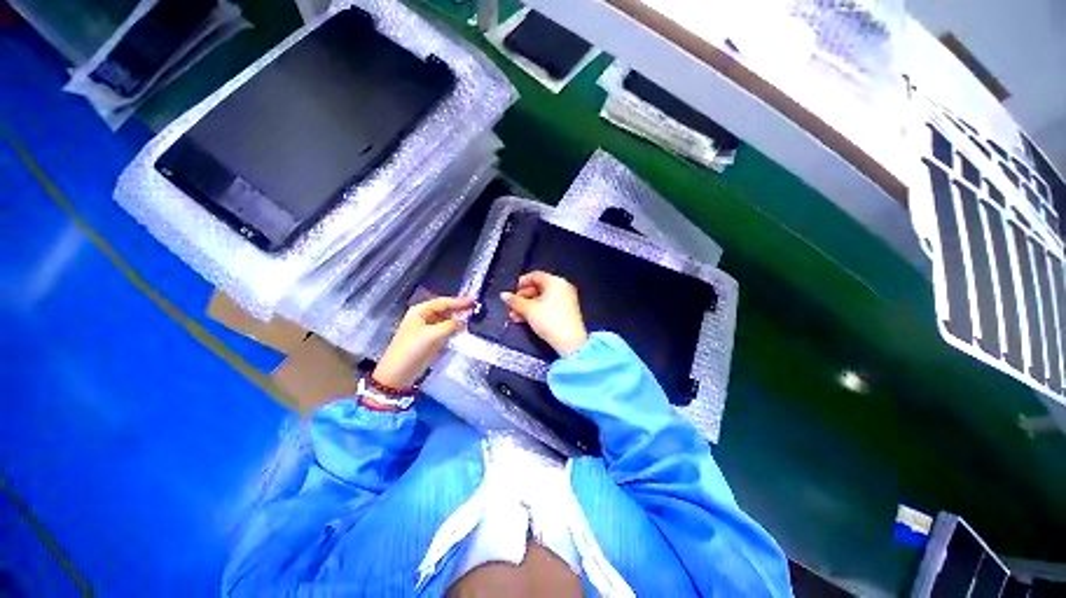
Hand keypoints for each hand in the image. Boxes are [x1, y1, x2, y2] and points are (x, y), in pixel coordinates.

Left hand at [372, 296, 473, 388]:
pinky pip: (443, 330)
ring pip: (444, 320)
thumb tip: (463, 320)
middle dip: (458, 309)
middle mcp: (422, 317)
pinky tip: (462, 330)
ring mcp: (425, 329)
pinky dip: (453, 328)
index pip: (443, 302)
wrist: (397, 374)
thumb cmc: (413, 350)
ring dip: (457, 319)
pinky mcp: (428, 340)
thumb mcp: (434, 335)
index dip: (459, 301)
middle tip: (475, 308)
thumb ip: (451, 325)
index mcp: (420, 311)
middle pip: (444, 310)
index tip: (474, 300)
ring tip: (472, 318)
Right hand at [501, 271, 587, 356]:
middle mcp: (562, 287)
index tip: (512, 291)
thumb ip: (514, 301)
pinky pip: (548, 306)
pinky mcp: (566, 312)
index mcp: (555, 281)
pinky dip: (536, 311)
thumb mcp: (528, 310)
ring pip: (542, 299)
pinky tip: (524, 319)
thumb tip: (504, 295)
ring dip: (527, 306)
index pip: (535, 275)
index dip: (522, 282)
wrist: (569, 341)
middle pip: (538, 288)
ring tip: (514, 315)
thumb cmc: (549, 320)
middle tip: (512, 305)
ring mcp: (566, 300)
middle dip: (522, 297)